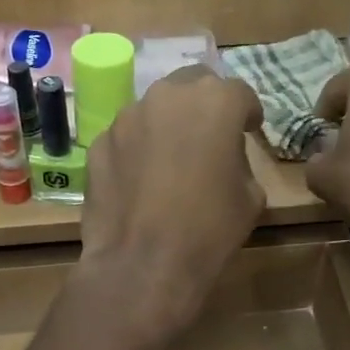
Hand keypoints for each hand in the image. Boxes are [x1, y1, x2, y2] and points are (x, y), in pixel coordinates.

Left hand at [78, 67, 263, 338]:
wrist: (143, 264)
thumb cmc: (209, 230)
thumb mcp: (251, 197)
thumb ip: (241, 161)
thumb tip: (226, 157)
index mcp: (215, 101)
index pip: (239, 93)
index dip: (247, 112)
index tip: (249, 130)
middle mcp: (168, 96)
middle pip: (192, 86)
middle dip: (204, 105)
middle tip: (210, 136)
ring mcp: (127, 117)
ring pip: (155, 109)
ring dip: (168, 124)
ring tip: (171, 160)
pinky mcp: (99, 143)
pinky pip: (127, 137)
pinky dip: (137, 149)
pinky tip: (140, 181)